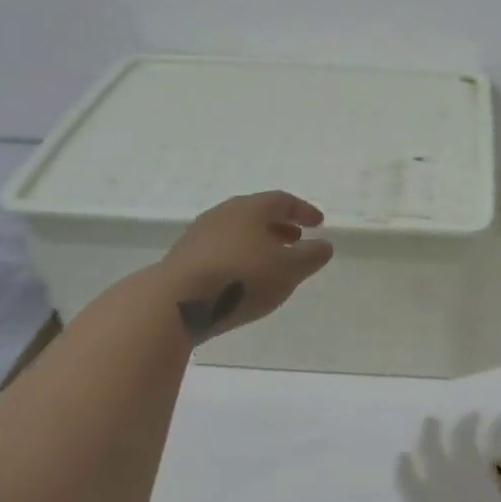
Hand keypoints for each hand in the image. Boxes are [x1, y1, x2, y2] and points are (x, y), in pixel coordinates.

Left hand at [155, 192, 333, 340]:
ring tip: (272, 262)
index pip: (282, 201)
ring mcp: (200, 235)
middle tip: (297, 239)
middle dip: (280, 226)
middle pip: (257, 214)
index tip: (319, 223)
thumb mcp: (288, 269)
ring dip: (259, 243)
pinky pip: (221, 251)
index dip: (303, 210)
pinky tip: (244, 279)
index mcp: (250, 208)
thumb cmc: (241, 278)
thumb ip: (310, 256)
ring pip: (237, 233)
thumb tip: (324, 245)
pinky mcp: (185, 259)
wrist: (177, 301)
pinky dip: (240, 257)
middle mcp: (223, 214)